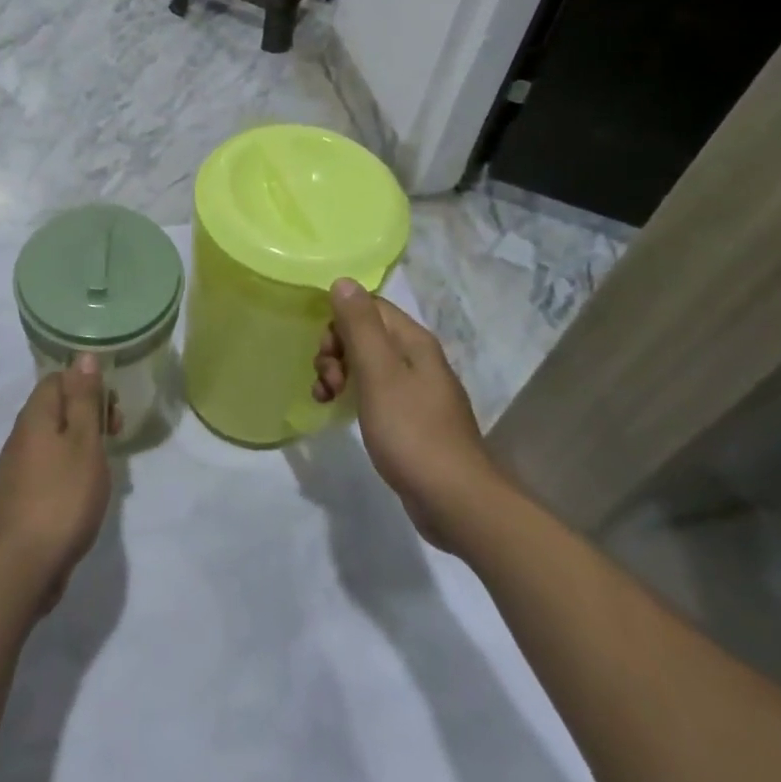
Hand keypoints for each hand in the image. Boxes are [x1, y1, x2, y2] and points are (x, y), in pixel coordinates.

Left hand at [0, 356, 121, 613]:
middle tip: (114, 437)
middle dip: (88, 415)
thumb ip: (85, 399)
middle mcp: (20, 436)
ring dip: (81, 444)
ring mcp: (16, 468)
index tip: (112, 410)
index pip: (58, 379)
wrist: (21, 566)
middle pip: (56, 408)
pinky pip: (48, 467)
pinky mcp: (20, 497)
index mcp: (34, 416)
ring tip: (105, 469)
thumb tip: (84, 356)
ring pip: (53, 439)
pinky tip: (85, 493)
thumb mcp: (83, 442)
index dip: (88, 386)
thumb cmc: (62, 497)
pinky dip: (69, 470)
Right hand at [313, 280, 503, 554]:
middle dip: (336, 350)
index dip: (339, 321)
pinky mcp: (411, 419)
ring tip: (325, 398)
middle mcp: (417, 359)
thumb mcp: (379, 373)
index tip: (325, 351)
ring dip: (338, 373)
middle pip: (365, 334)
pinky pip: (374, 391)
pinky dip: (352, 394)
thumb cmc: (412, 431)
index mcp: (413, 342)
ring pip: (366, 363)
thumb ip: (359, 326)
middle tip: (327, 381)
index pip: (369, 307)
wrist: (455, 500)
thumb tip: (343, 280)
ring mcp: (416, 390)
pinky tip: (338, 412)